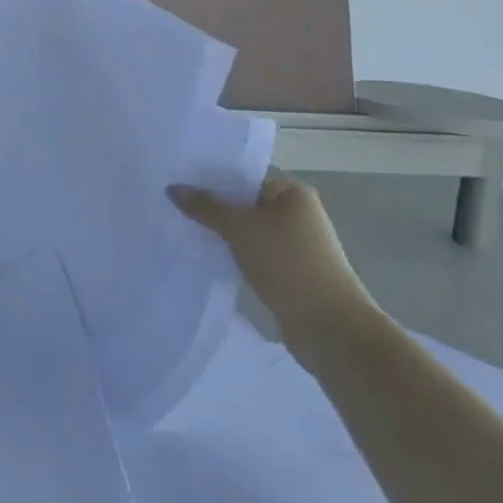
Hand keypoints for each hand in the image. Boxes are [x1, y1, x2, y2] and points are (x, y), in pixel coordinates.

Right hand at [170, 169, 376, 347]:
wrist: (329, 326)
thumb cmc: (287, 263)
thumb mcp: (240, 228)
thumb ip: (206, 207)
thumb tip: (173, 188)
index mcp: (293, 193)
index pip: (244, 176)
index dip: (212, 178)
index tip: (179, 181)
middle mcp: (297, 214)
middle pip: (245, 203)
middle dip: (213, 207)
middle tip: (174, 205)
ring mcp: (295, 245)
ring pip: (248, 231)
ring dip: (222, 233)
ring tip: (183, 229)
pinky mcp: (290, 272)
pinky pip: (253, 253)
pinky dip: (234, 254)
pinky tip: (207, 256)